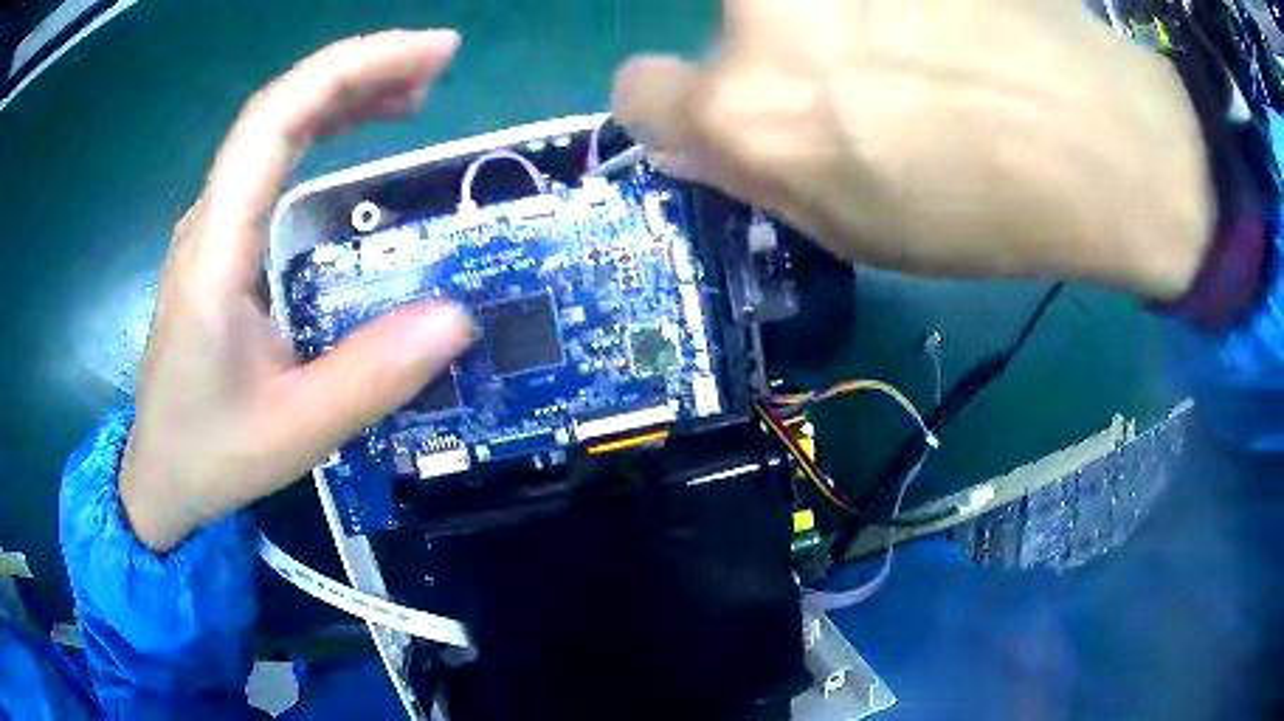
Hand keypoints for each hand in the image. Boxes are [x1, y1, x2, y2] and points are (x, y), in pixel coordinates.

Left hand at [121, 31, 475, 551]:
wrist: (159, 477)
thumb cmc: (211, 455)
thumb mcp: (294, 434)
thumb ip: (370, 379)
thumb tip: (459, 319)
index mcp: (217, 251)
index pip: (277, 121)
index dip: (354, 69)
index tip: (433, 54)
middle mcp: (210, 219)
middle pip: (278, 108)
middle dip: (360, 69)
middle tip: (440, 64)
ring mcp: (212, 227)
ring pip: (273, 128)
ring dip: (343, 94)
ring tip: (414, 91)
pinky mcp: (221, 242)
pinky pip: (271, 161)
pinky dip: (322, 130)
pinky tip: (360, 134)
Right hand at [613, 0, 1213, 299]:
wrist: (1102, 138)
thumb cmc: (989, 212)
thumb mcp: (860, 234)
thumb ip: (760, 180)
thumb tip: (689, 143)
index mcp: (749, 109)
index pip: (637, 91)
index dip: (674, 107)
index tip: (717, 114)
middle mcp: (762, 13)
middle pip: (726, 29)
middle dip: (777, 57)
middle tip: (865, 79)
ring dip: (831, 17)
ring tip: (920, 48)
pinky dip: (889, 6)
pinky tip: (943, 26)